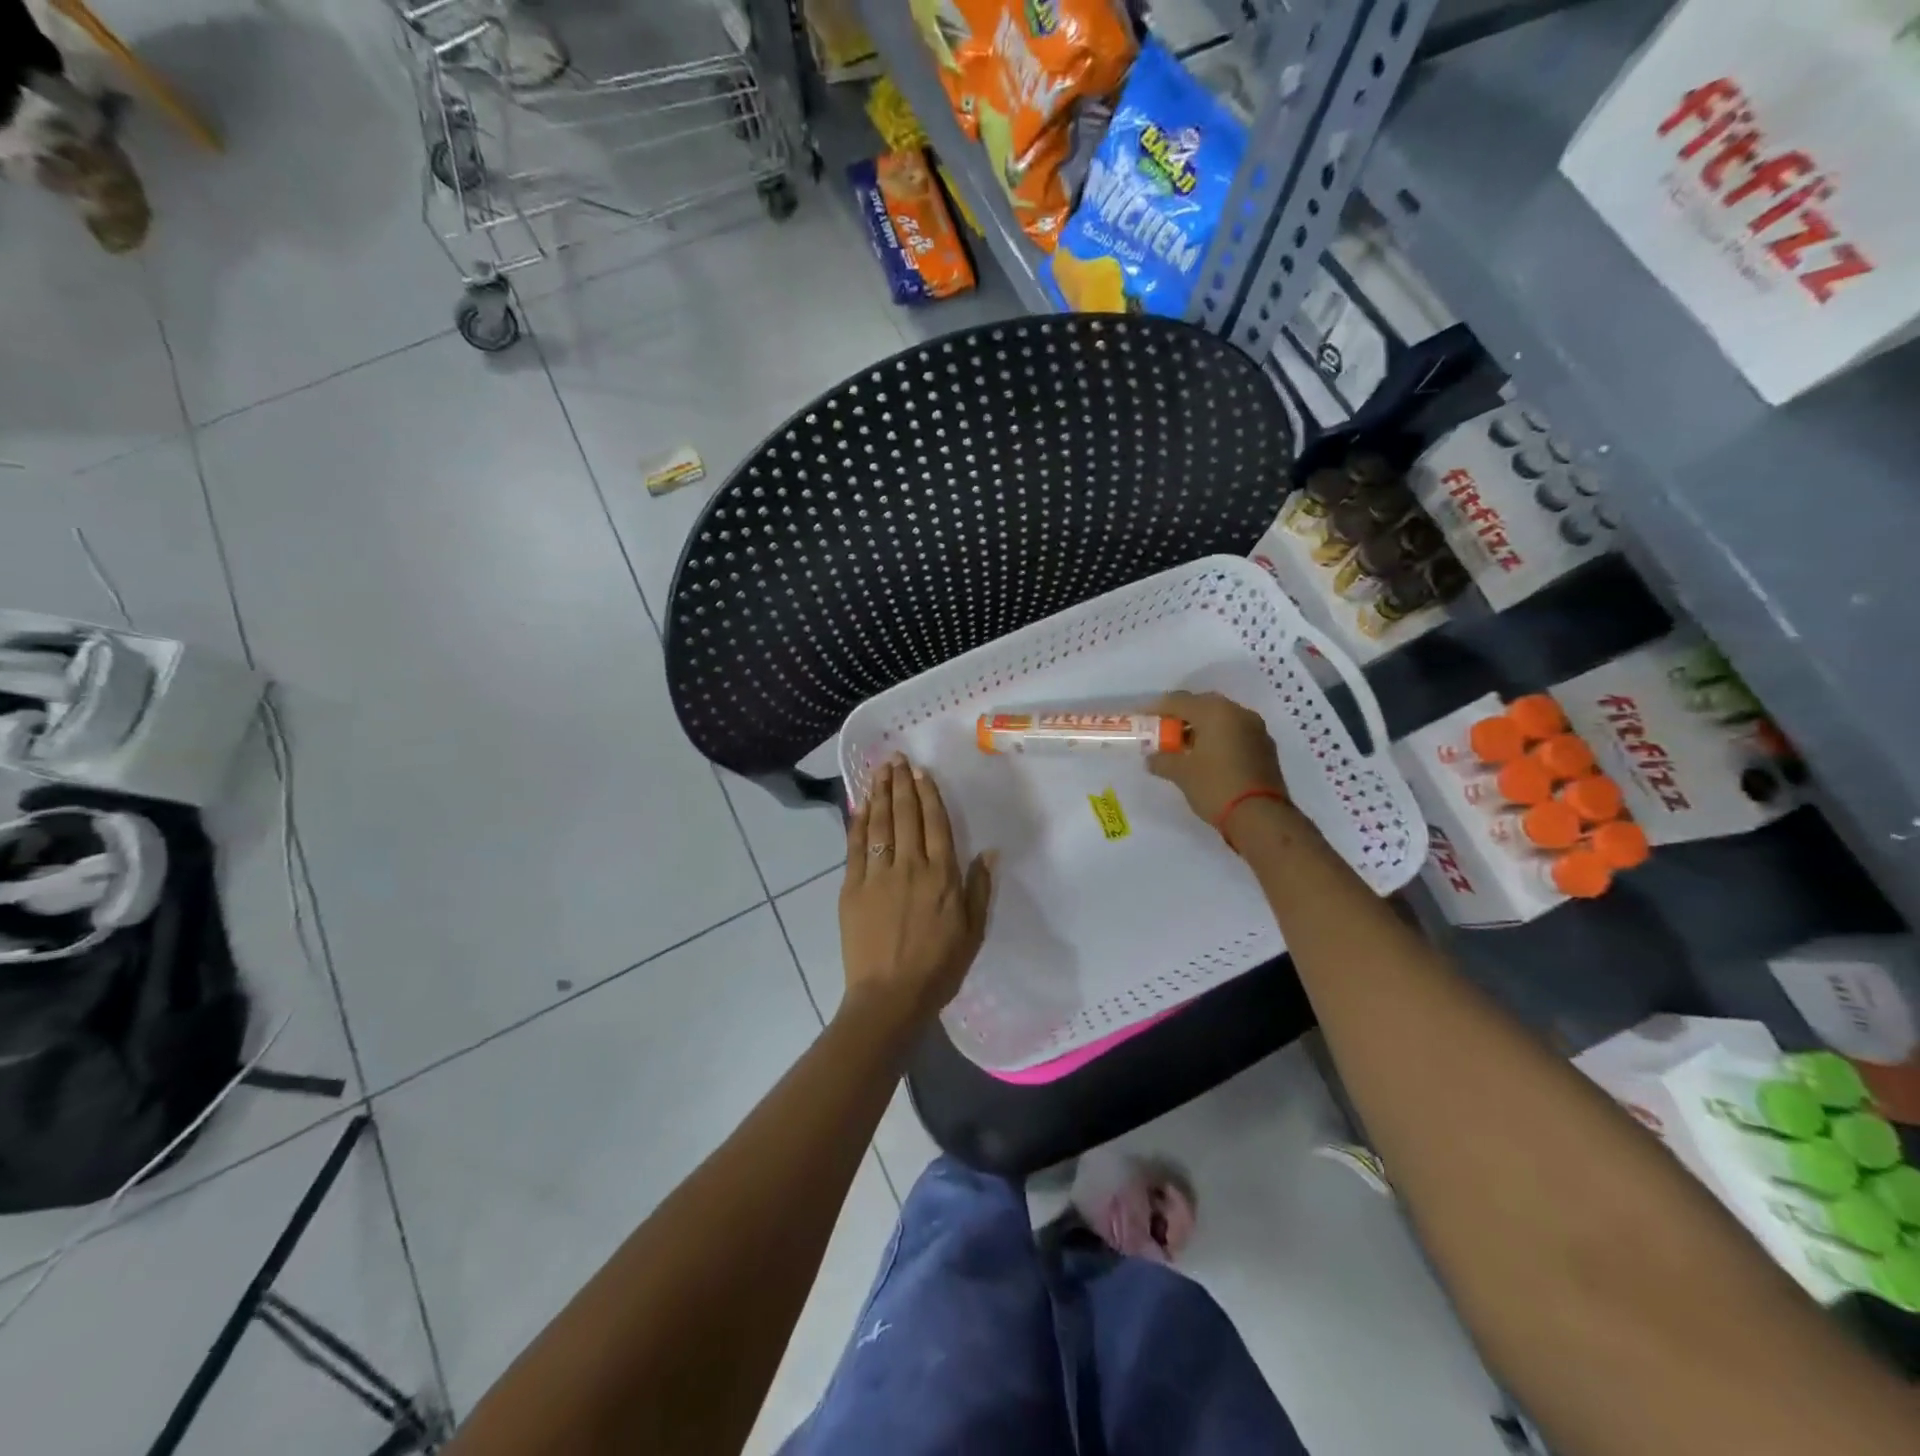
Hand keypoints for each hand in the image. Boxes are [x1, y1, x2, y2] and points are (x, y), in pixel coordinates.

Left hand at [840, 756, 994, 1027]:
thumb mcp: (973, 931)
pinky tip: (860, 804)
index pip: (935, 823)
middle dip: (902, 783)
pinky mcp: (852, 887)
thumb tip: (990, 852)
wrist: (890, 996)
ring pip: (880, 824)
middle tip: (896, 758)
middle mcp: (910, 866)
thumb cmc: (939, 968)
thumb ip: (979, 889)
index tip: (921, 772)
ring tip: (879, 771)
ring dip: (880, 794)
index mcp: (942, 876)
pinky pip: (855, 846)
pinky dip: (858, 822)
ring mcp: (878, 875)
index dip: (928, 794)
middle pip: (906, 815)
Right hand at [1147, 691, 1290, 831]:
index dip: (1156, 708)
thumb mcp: (1181, 773)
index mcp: (1215, 711)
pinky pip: (1234, 734)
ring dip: (1200, 729)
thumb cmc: (1215, 786)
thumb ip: (1162, 760)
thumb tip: (1151, 758)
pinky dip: (1218, 740)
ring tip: (1183, 748)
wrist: (1261, 817)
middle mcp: (1238, 713)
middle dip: (1181, 717)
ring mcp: (1256, 729)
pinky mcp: (1265, 748)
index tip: (1141, 717)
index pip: (1178, 701)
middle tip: (1163, 732)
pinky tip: (1207, 758)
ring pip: (1221, 720)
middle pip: (1202, 706)